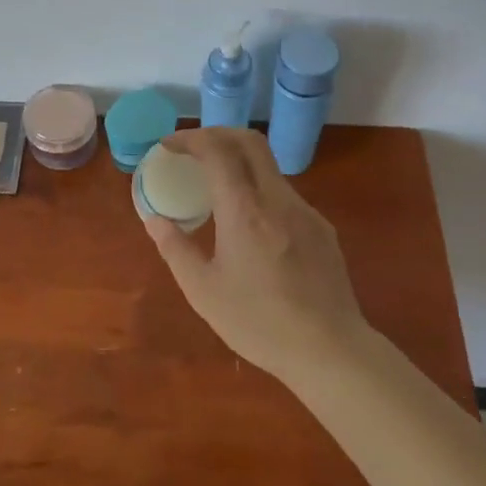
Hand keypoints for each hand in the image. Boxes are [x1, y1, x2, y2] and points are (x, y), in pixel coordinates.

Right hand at [142, 127, 368, 384]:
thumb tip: (154, 219)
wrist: (331, 351)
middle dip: (216, 134)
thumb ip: (175, 249)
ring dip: (239, 162)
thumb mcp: (204, 291)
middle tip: (192, 150)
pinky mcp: (322, 228)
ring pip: (269, 167)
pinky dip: (259, 190)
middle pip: (250, 141)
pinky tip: (250, 224)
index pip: (217, 150)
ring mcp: (305, 211)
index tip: (169, 146)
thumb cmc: (259, 323)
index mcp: (245, 211)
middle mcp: (278, 199)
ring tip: (216, 187)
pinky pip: (284, 194)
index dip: (190, 139)